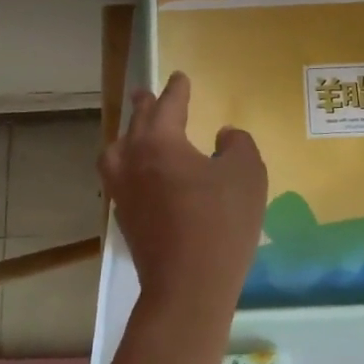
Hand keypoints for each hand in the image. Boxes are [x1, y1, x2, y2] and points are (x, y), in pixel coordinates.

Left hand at [100, 71, 268, 321]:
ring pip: (117, 151)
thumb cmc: (220, 222)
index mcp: (160, 142)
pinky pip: (119, 177)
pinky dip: (128, 165)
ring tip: (135, 134)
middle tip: (146, 94)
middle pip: (137, 123)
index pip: (168, 105)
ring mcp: (123, 191)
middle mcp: (133, 160)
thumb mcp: (246, 174)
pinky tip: (140, 175)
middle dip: (145, 106)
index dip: (177, 90)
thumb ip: (237, 144)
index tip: (179, 77)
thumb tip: (223, 135)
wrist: (188, 287)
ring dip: (128, 136)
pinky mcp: (124, 218)